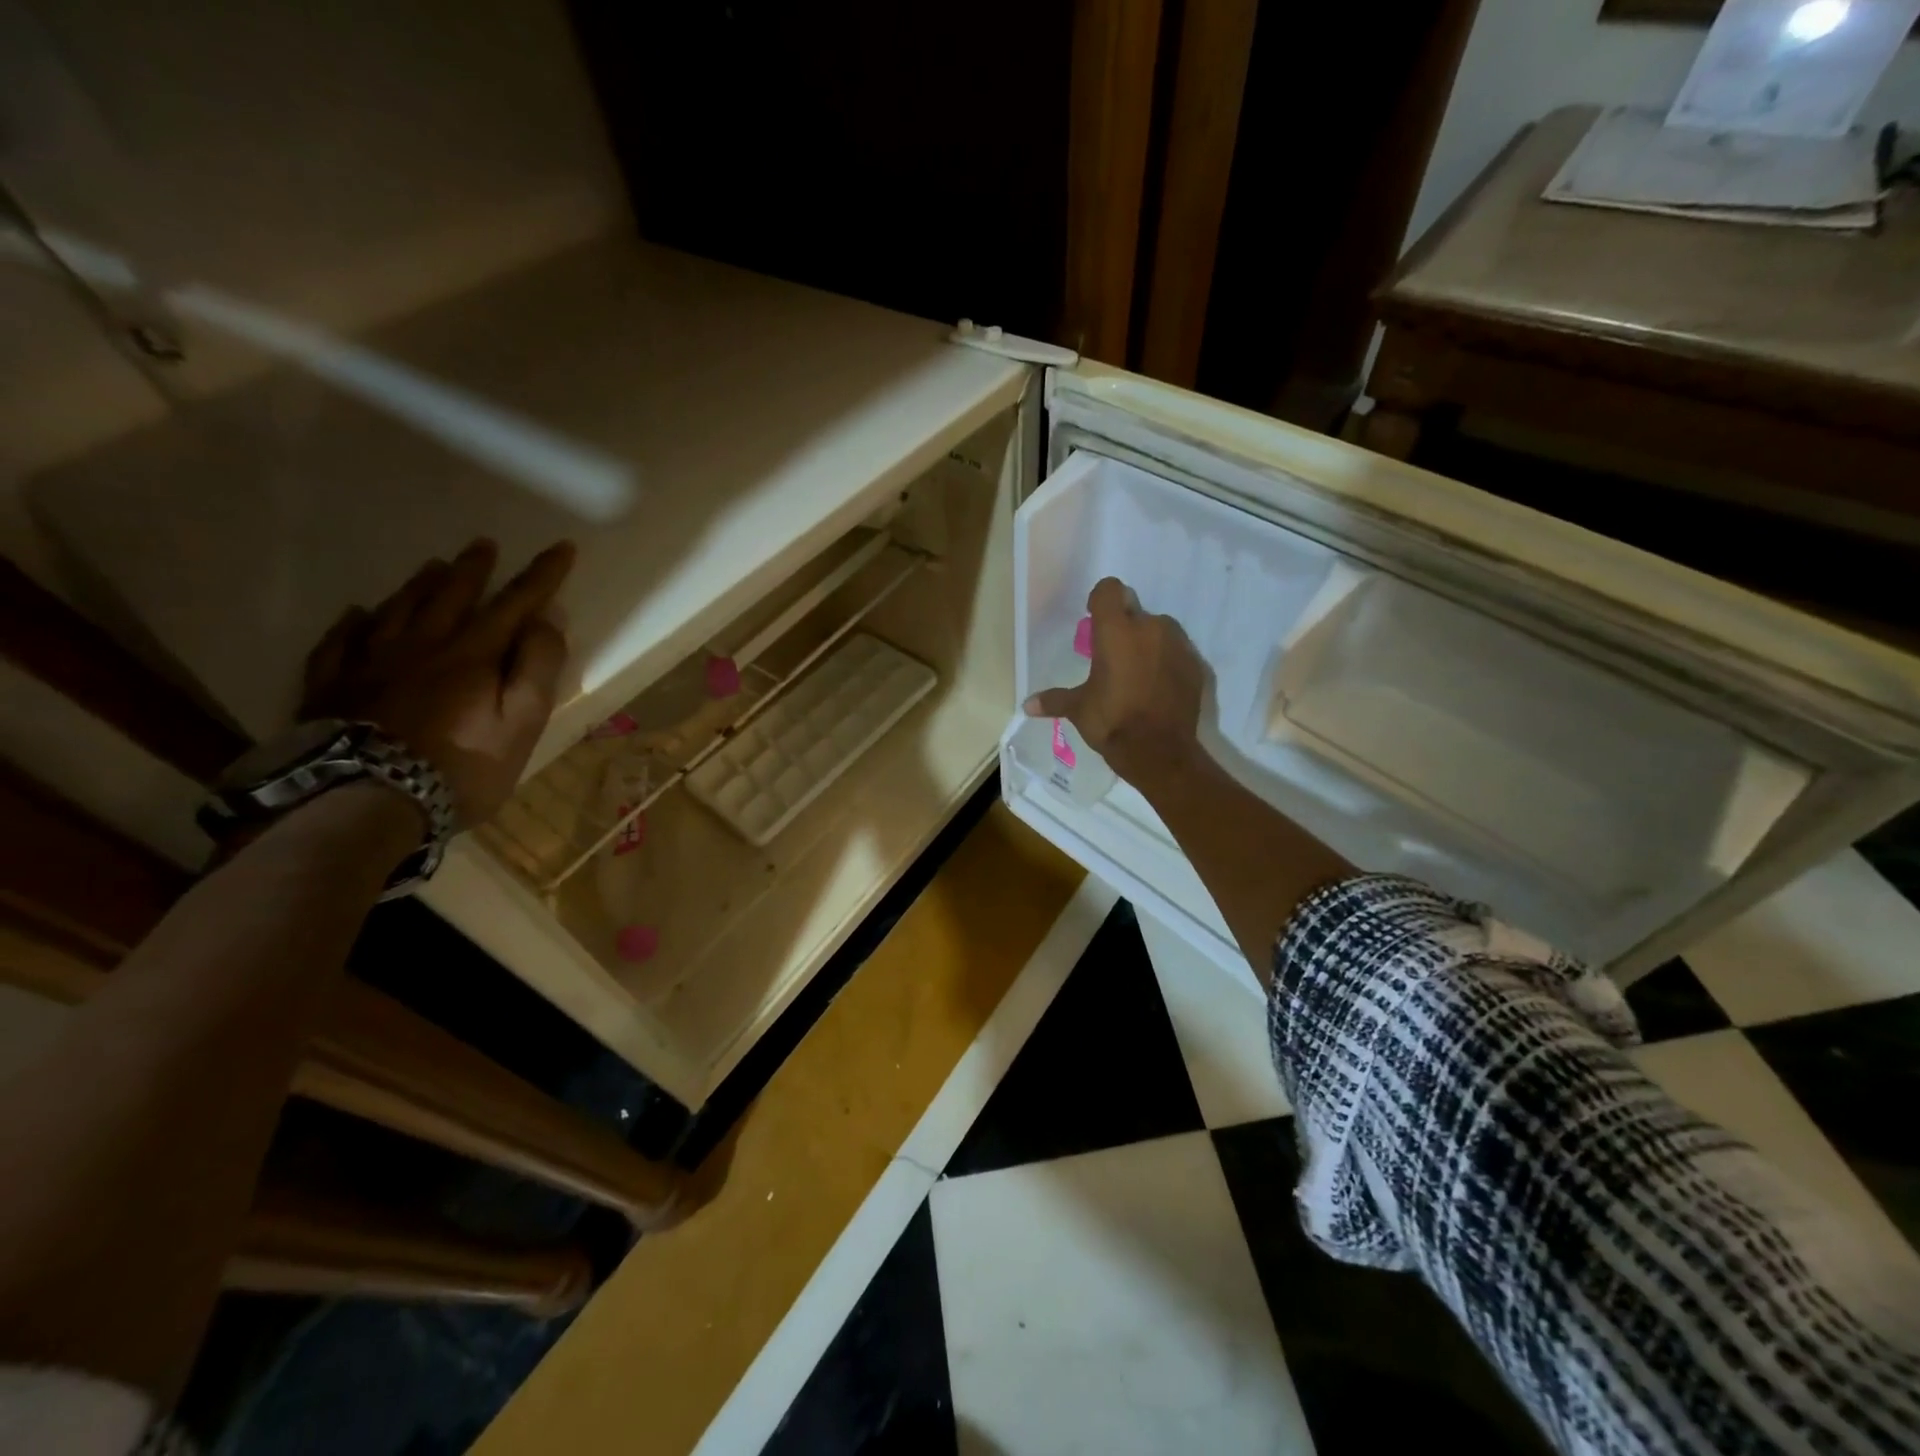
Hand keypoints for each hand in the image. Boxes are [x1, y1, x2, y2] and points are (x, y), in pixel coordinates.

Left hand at [299, 539, 575, 826]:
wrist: (366, 802)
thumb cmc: (461, 767)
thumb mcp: (521, 723)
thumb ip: (536, 668)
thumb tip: (546, 620)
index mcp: (471, 654)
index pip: (515, 604)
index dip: (542, 576)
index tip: (561, 548)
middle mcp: (421, 646)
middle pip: (450, 597)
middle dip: (473, 570)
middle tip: (483, 544)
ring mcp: (369, 664)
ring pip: (397, 610)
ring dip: (420, 585)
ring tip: (432, 565)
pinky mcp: (332, 687)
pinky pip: (340, 643)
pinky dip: (352, 623)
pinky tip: (357, 613)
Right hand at [1024, 577, 1206, 790]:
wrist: (1159, 751)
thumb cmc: (1112, 721)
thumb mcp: (1078, 709)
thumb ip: (1054, 700)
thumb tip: (1027, 706)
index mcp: (1116, 630)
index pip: (1109, 590)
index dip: (1100, 601)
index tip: (1094, 621)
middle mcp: (1150, 627)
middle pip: (1134, 611)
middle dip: (1124, 627)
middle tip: (1113, 656)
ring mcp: (1178, 645)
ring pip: (1160, 630)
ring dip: (1148, 643)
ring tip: (1137, 673)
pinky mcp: (1196, 666)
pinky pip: (1177, 653)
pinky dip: (1167, 663)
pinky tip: (1157, 688)